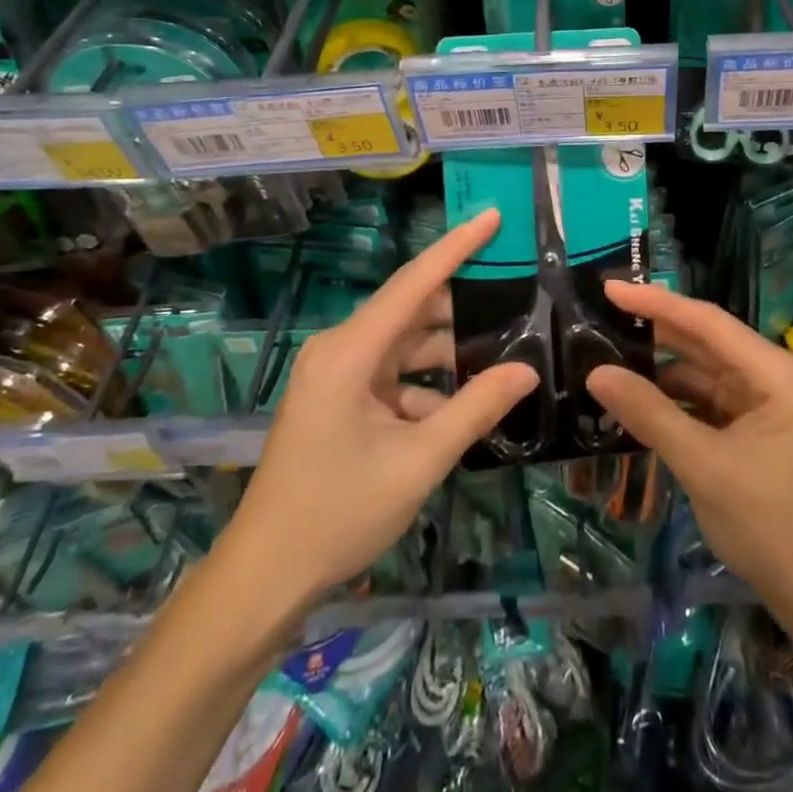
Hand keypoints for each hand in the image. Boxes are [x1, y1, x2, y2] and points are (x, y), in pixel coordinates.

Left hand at [213, 209, 537, 613]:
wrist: (265, 577)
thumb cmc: (338, 513)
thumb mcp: (418, 461)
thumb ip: (475, 409)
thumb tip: (527, 370)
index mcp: (349, 352)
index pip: (413, 283)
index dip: (456, 246)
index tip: (492, 216)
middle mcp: (340, 350)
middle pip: (411, 310)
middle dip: (462, 305)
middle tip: (517, 295)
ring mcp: (337, 375)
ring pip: (405, 344)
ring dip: (447, 351)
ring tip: (502, 351)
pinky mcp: (339, 398)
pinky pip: (392, 374)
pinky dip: (426, 384)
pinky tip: (463, 404)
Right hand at [586, 282, 792, 620]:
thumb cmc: (770, 525)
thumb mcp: (703, 465)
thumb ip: (649, 413)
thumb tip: (596, 373)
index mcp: (777, 373)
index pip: (707, 322)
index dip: (656, 303)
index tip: (610, 288)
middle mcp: (774, 376)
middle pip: (706, 342)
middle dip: (655, 332)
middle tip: (601, 318)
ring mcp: (766, 403)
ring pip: (703, 372)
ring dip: (660, 369)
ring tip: (609, 357)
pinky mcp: (756, 429)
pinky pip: (708, 400)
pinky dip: (674, 400)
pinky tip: (638, 398)